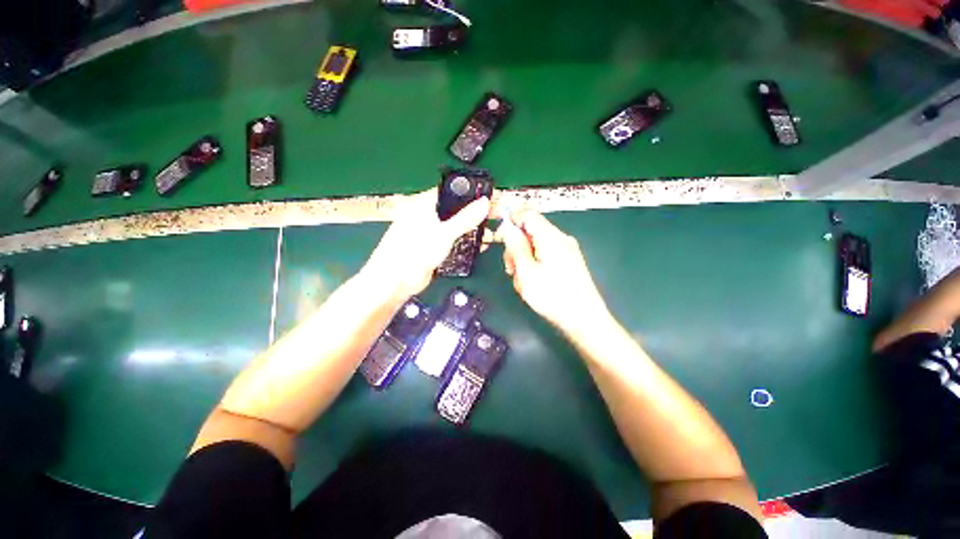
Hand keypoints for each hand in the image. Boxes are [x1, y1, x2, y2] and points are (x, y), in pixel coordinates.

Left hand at [362, 188, 490, 299]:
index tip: (488, 198)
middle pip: (454, 209)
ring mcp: (428, 233)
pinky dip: (463, 240)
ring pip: (453, 225)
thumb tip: (484, 203)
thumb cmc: (413, 252)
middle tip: (493, 215)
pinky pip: (450, 240)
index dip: (470, 193)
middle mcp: (425, 216)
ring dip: (470, 228)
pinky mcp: (431, 248)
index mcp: (423, 205)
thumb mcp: (444, 234)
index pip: (450, 192)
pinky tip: (476, 243)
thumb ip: (465, 219)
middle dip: (473, 212)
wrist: (394, 282)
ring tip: (489, 230)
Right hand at [495, 208, 610, 333]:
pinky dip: (534, 265)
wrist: (584, 320)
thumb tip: (507, 226)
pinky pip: (545, 255)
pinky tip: (533, 283)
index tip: (499, 238)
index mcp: (551, 237)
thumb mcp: (527, 272)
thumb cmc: (553, 297)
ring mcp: (566, 250)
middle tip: (511, 270)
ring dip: (524, 259)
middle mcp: (560, 238)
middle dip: (516, 247)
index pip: (527, 214)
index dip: (511, 220)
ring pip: (536, 245)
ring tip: (523, 282)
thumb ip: (515, 246)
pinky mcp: (568, 261)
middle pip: (531, 230)